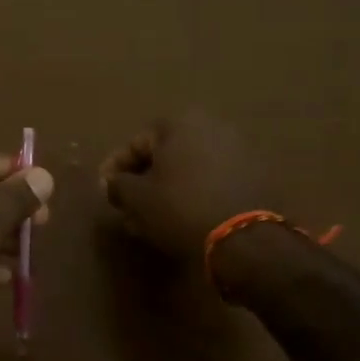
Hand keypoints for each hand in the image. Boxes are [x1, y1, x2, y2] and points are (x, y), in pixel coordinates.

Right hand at [100, 111, 271, 260]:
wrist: (246, 238)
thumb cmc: (181, 208)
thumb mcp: (137, 198)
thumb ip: (117, 185)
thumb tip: (111, 183)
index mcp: (180, 123)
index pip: (135, 143)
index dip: (114, 169)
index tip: (104, 191)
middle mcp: (211, 126)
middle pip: (164, 155)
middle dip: (143, 181)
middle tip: (127, 208)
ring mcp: (238, 149)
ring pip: (188, 169)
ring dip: (167, 190)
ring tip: (152, 219)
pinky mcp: (255, 175)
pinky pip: (212, 180)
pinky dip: (193, 195)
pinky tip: (182, 219)